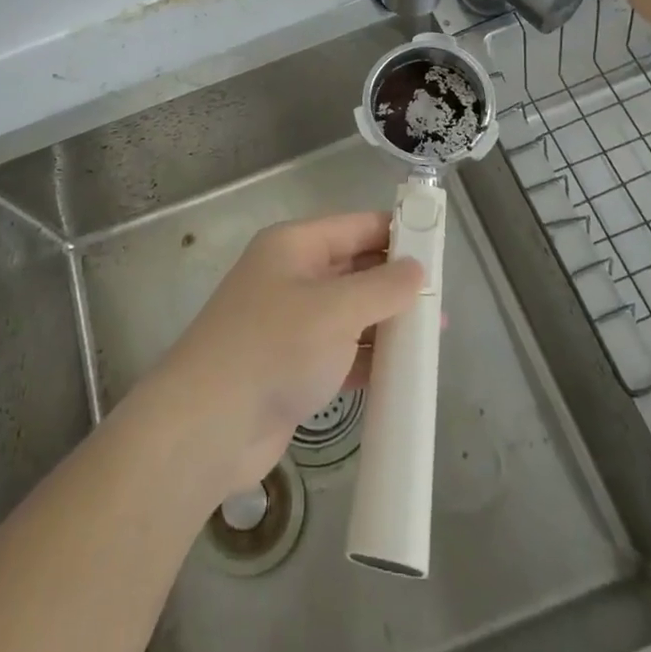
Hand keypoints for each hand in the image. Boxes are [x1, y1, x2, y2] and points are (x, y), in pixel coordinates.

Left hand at [151, 213, 422, 495]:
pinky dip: (369, 358)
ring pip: (350, 312)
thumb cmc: (275, 347)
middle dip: (396, 283)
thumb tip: (418, 268)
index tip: (438, 248)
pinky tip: (403, 373)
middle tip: (442, 302)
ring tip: (433, 338)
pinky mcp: (293, 366)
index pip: (356, 226)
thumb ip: (383, 287)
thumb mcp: (336, 309)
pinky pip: (341, 352)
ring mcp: (290, 323)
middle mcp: (292, 276)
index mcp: (295, 245)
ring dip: (387, 324)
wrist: (208, 425)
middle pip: (354, 268)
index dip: (397, 232)